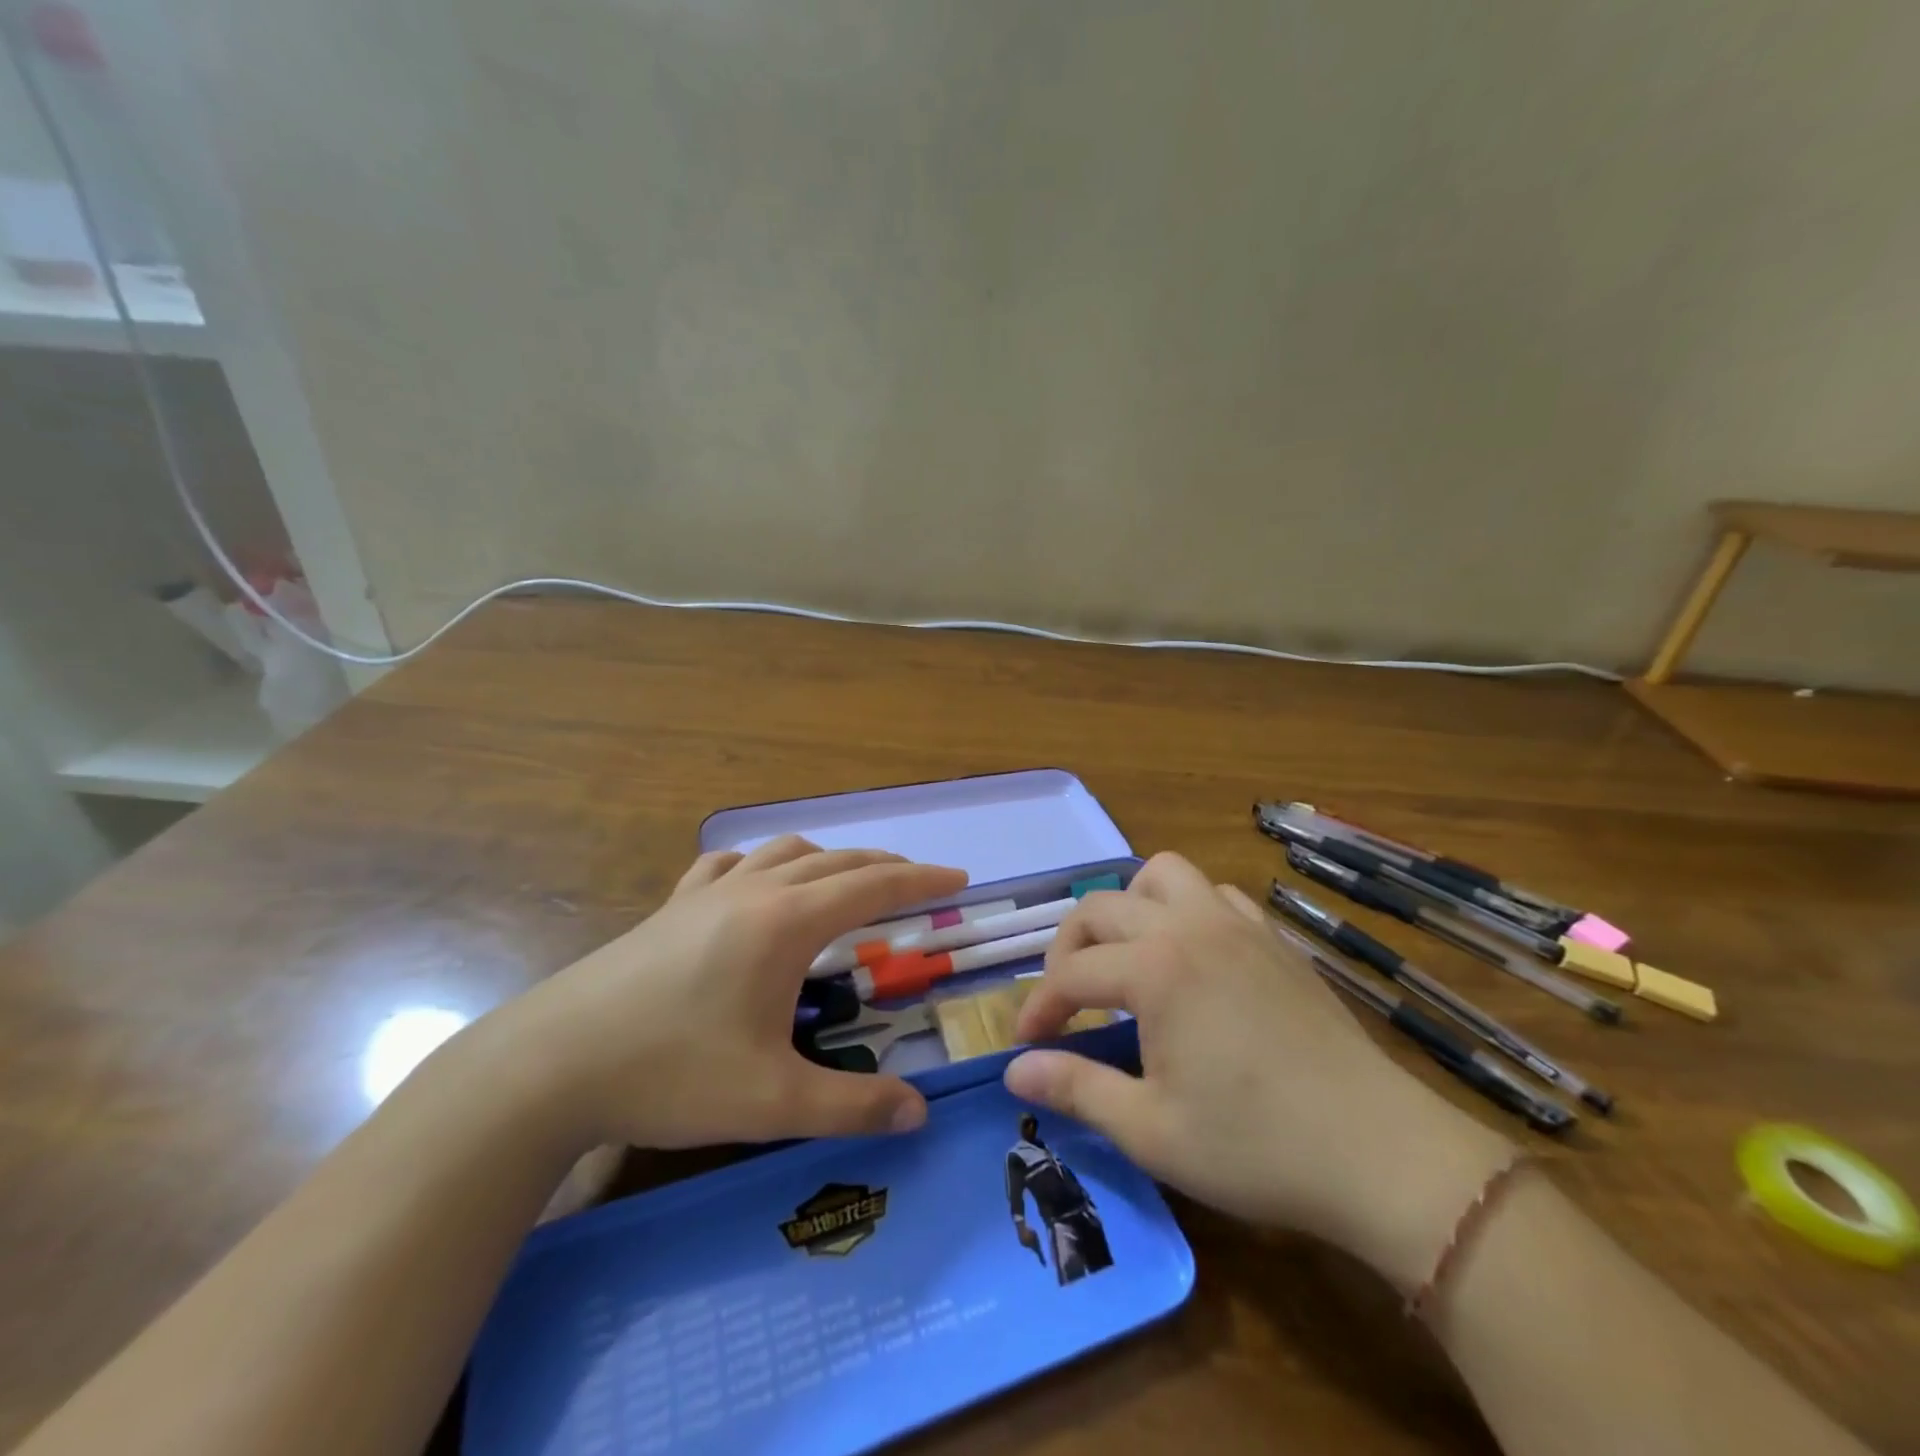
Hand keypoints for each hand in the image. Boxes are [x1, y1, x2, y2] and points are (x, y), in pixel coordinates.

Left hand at [476, 837, 965, 1153]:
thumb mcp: (772, 1102)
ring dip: (830, 858)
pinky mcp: (671, 907)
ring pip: (786, 852)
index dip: (922, 880)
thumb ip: (853, 1107)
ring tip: (850, 879)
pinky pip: (729, 864)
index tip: (959, 879)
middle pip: (837, 861)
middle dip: (886, 866)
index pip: (874, 885)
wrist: (550, 1065)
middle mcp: (755, 892)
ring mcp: (708, 893)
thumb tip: (919, 1114)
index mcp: (786, 923)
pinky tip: (756, 880)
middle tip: (919, 882)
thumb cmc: (671, 1073)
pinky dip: (762, 862)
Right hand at [1003, 853, 1512, 1289]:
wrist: (1380, 1153)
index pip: (1072, 972)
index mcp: (1155, 968)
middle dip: (1069, 947)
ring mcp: (1238, 924)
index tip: (1026, 1044)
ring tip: (1128, 957)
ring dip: (1130, 906)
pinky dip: (1187, 910)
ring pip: (1164, 875)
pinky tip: (1193, 958)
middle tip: (1067, 1000)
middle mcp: (1189, 927)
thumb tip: (1014, 1069)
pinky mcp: (1275, 939)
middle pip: (1103, 907)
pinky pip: (1216, 895)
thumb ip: (1076, 1089)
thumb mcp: (1150, 1130)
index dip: (1040, 1007)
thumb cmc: (1256, 1146)